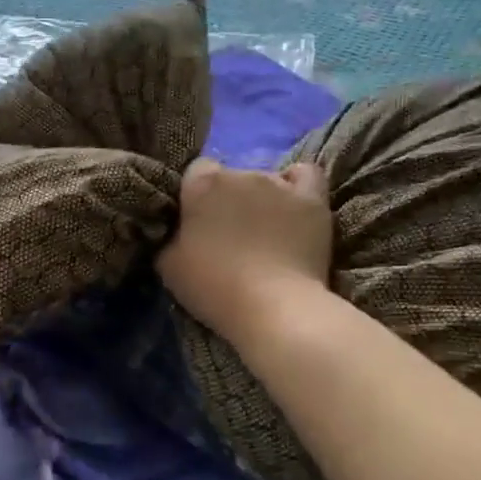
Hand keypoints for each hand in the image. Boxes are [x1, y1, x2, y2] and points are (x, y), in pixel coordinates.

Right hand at [158, 158, 333, 342]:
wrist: (273, 307)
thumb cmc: (213, 286)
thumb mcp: (168, 264)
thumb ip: (171, 235)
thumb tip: (179, 229)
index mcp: (203, 184)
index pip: (196, 172)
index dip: (196, 196)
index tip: (196, 222)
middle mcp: (241, 173)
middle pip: (232, 177)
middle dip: (229, 199)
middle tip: (229, 235)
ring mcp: (280, 184)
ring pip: (266, 180)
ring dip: (261, 199)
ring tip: (265, 233)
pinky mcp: (312, 200)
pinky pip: (306, 175)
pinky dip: (297, 186)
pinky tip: (293, 206)